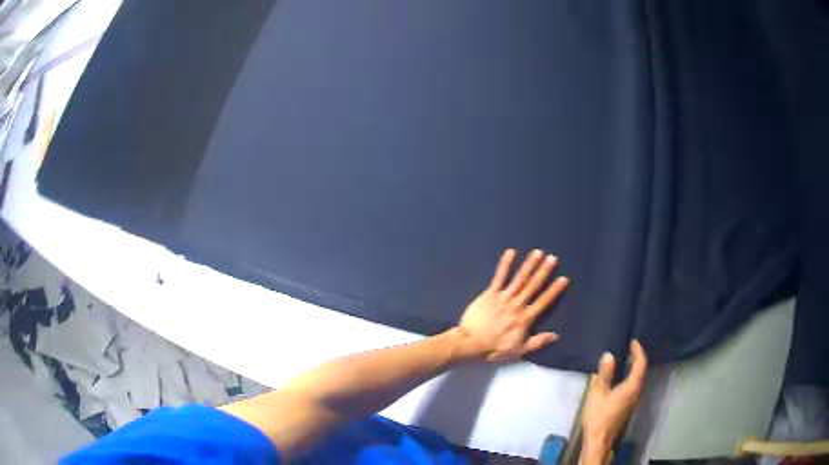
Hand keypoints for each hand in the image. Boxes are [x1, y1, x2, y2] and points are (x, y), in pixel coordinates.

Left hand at [455, 249, 568, 362]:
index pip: (543, 302)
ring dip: (529, 265)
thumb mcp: (520, 350)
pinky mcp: (490, 294)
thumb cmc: (495, 348)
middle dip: (543, 271)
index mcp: (525, 318)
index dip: (554, 290)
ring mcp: (503, 297)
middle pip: (533, 286)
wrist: (471, 343)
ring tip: (537, 252)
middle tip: (553, 258)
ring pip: (519, 279)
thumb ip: (538, 342)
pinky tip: (511, 252)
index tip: (563, 278)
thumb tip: (556, 336)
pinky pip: (499, 277)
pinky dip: (505, 264)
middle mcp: (517, 305)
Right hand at [581, 340, 647, 461]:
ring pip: (639, 378)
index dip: (638, 351)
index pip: (641, 363)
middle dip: (637, 358)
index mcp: (632, 386)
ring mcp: (634, 399)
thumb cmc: (599, 415)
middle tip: (629, 347)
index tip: (633, 341)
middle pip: (642, 370)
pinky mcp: (629, 405)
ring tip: (625, 359)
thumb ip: (604, 374)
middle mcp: (637, 391)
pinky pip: (635, 385)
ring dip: (635, 367)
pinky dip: (631, 376)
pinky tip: (621, 376)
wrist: (600, 439)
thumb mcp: (597, 393)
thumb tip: (609, 355)